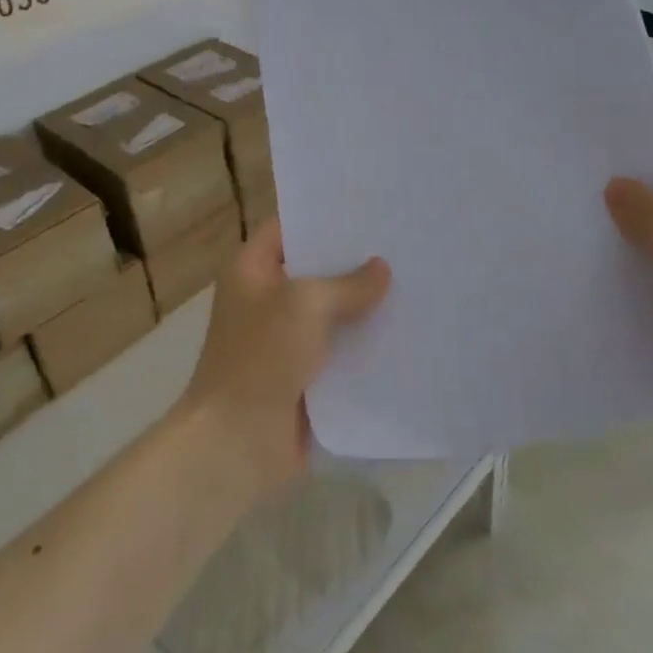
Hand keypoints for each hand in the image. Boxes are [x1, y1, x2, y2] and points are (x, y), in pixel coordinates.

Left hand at [181, 219, 389, 497]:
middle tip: (403, 243)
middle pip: (315, 270)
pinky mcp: (305, 377)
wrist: (237, 445)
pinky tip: (406, 331)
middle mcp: (267, 300)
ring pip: (332, 313)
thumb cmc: (261, 358)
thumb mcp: (305, 305)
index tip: (368, 208)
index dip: (323, 217)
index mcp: (251, 271)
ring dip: (365, 305)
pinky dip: (365, 345)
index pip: (287, 228)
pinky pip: (340, 352)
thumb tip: (381, 270)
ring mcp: (285, 340)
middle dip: (354, 261)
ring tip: (415, 281)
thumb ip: (346, 284)